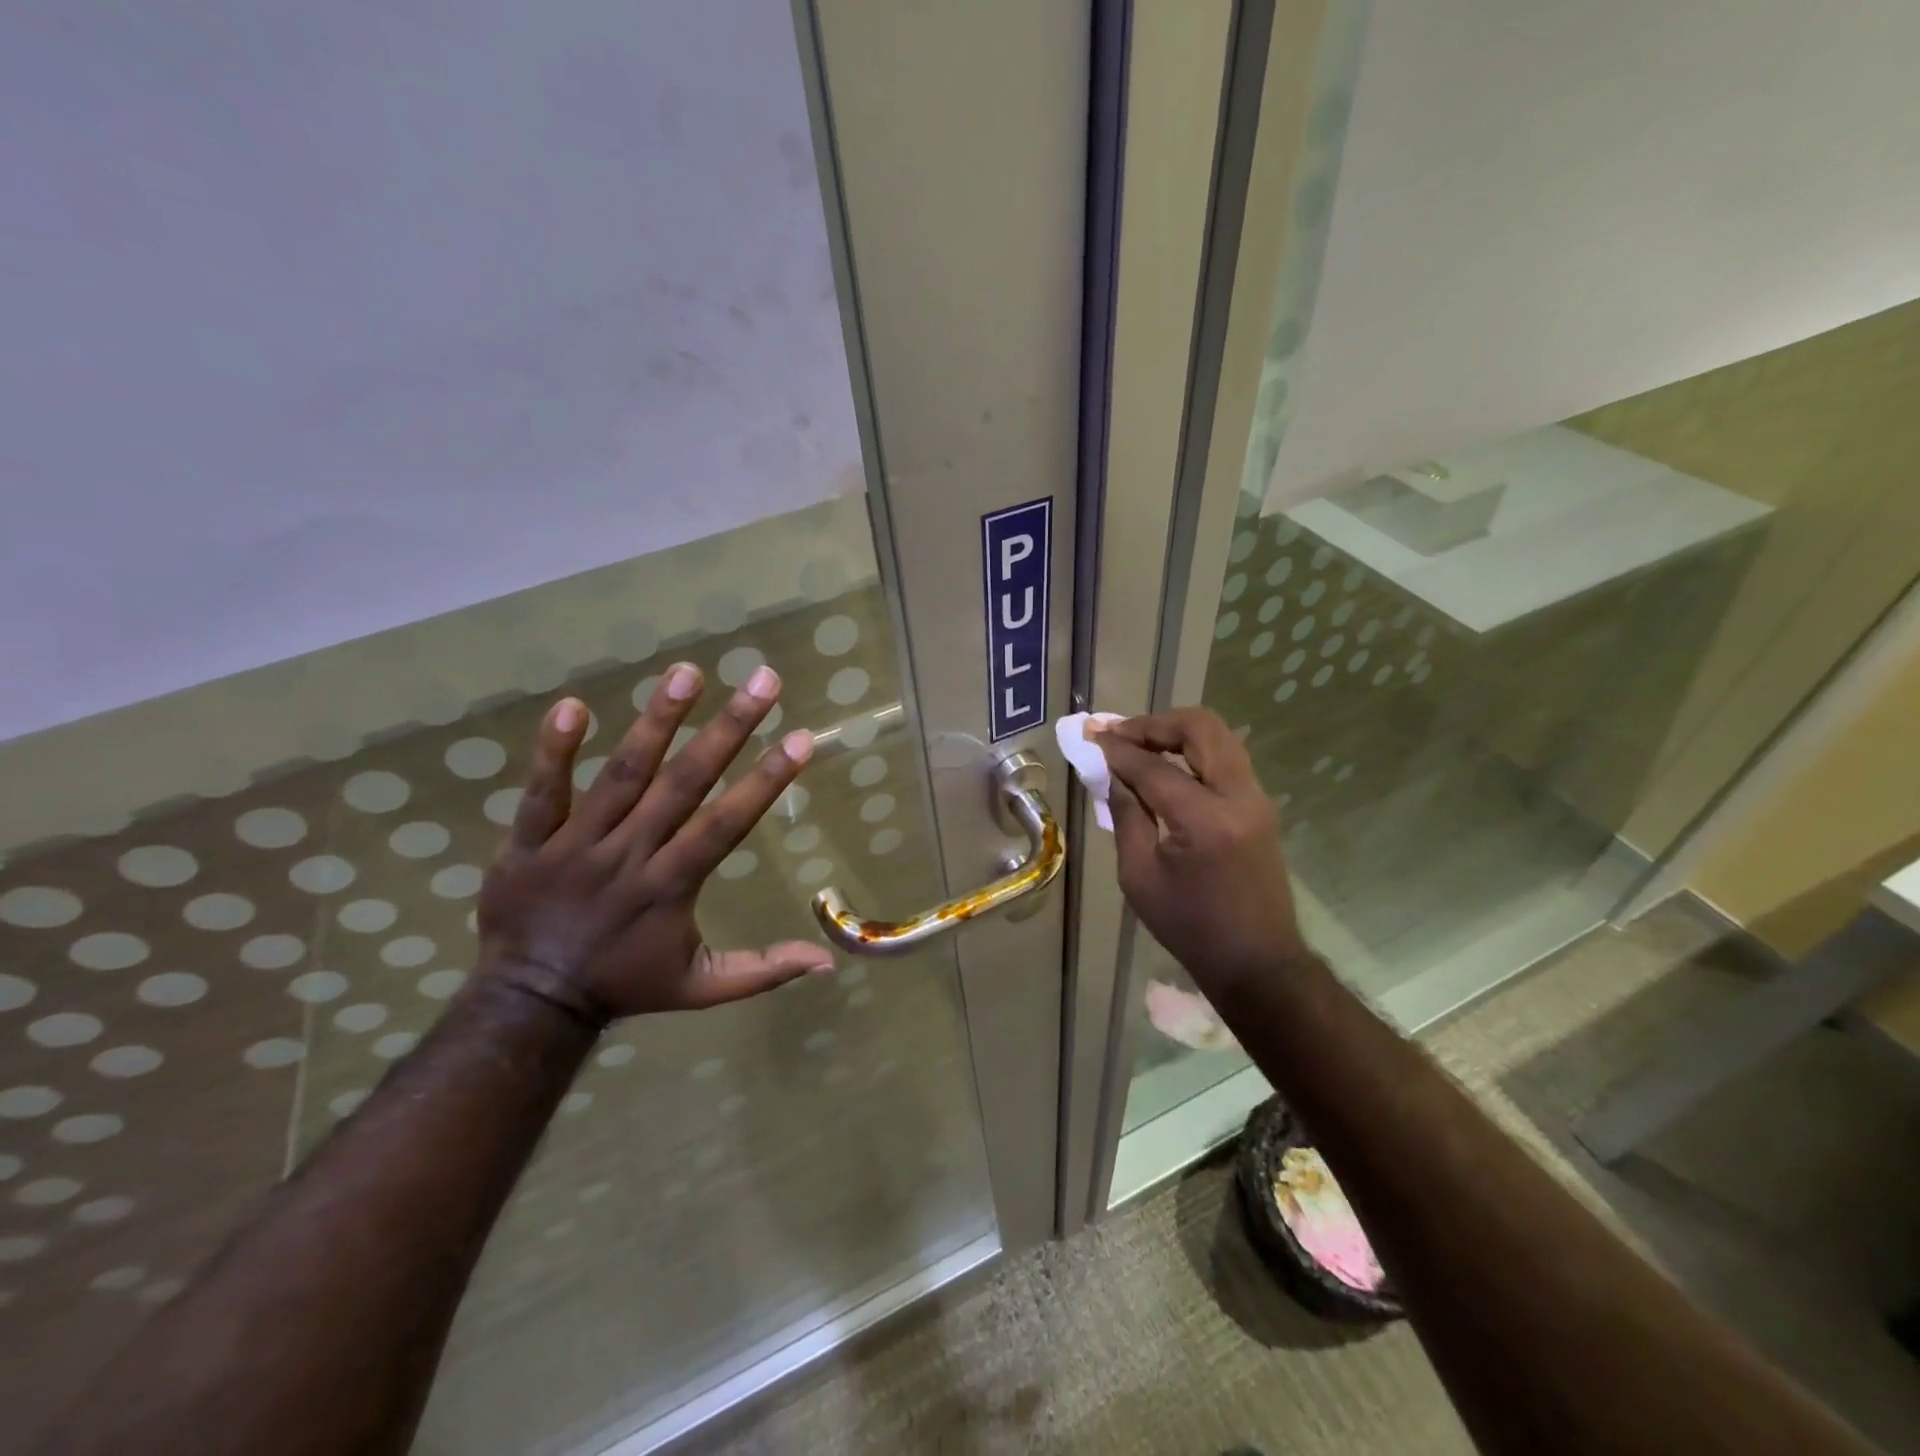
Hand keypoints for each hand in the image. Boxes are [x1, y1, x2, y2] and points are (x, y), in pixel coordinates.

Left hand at [475, 662, 834, 1024]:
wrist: (529, 1003)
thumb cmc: (626, 984)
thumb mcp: (702, 988)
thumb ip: (763, 970)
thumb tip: (828, 962)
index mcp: (672, 886)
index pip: (727, 824)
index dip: (766, 781)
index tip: (801, 739)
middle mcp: (630, 855)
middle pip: (683, 783)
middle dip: (727, 729)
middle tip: (762, 680)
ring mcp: (577, 845)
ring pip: (621, 776)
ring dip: (656, 722)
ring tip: (687, 673)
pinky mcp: (529, 842)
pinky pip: (542, 792)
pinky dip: (554, 751)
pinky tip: (572, 706)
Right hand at [1092, 708, 1310, 996]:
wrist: (1257, 962)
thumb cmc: (1190, 927)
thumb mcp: (1139, 876)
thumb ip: (1126, 815)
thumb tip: (1111, 773)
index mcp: (1205, 820)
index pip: (1153, 766)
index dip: (1117, 748)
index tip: (1089, 736)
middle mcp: (1239, 797)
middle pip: (1200, 727)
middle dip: (1154, 723)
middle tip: (1118, 733)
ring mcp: (1257, 798)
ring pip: (1218, 736)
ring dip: (1176, 732)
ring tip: (1137, 744)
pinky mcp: (1260, 805)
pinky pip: (1225, 758)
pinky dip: (1192, 750)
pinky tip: (1164, 765)